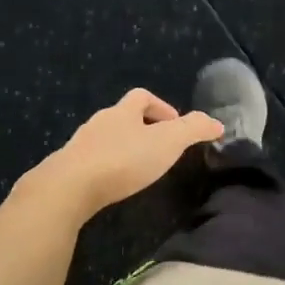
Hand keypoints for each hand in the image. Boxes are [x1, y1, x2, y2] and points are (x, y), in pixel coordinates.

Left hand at [27, 88, 223, 218]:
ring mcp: (79, 146)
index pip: (142, 96)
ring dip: (123, 149)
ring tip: (138, 169)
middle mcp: (98, 122)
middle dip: (142, 129)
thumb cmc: (123, 159)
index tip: (175, 125)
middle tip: (160, 150)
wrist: (68, 188)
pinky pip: (91, 162)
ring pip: (105, 139)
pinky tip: (113, 185)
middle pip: (122, 117)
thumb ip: (194, 129)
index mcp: (122, 111)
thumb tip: (217, 123)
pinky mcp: (67, 169)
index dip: (161, 106)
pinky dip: (105, 168)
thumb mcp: (168, 142)